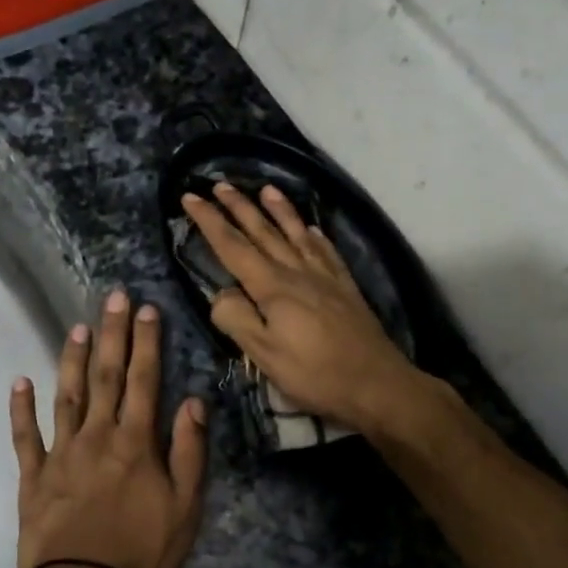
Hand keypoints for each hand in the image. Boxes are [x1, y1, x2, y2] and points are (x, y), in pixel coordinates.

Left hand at [10, 289, 207, 567]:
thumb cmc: (142, 556)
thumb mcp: (185, 509)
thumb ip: (189, 452)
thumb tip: (194, 402)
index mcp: (136, 443)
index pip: (145, 381)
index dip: (146, 343)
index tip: (146, 309)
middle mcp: (98, 436)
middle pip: (106, 376)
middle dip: (112, 334)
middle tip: (112, 297)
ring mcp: (61, 454)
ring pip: (67, 396)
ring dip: (71, 359)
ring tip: (77, 328)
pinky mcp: (34, 477)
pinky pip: (25, 437)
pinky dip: (21, 409)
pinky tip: (19, 382)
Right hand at [181, 183, 422, 434]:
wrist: (377, 383)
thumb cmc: (315, 374)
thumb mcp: (264, 355)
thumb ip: (236, 319)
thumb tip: (220, 293)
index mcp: (272, 287)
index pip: (232, 246)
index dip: (209, 221)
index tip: (190, 197)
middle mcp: (297, 272)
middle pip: (263, 232)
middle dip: (239, 207)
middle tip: (220, 184)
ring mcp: (324, 277)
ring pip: (296, 234)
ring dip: (279, 210)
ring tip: (266, 189)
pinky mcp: (345, 288)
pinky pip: (326, 252)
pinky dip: (315, 236)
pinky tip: (312, 229)